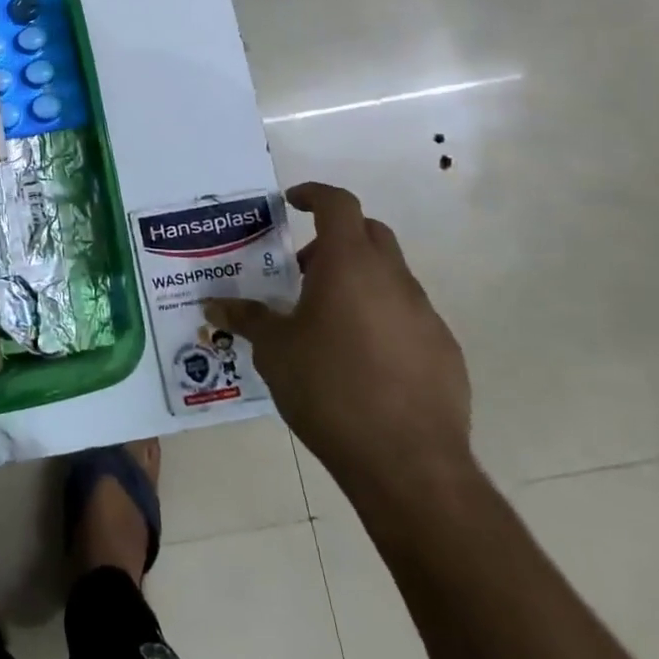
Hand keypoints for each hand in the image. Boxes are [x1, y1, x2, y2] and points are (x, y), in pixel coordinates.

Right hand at [206, 182, 471, 501]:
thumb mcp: (274, 351)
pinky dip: (381, 318)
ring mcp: (425, 315)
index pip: (338, 204)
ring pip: (390, 276)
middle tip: (303, 270)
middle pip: (369, 233)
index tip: (292, 202)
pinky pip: (408, 316)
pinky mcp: (444, 351)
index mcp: (349, 265)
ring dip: (358, 282)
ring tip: (326, 322)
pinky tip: (361, 361)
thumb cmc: (329, 389)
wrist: (409, 464)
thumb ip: (246, 319)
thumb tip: (215, 305)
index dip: (314, 194)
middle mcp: (393, 279)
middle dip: (335, 239)